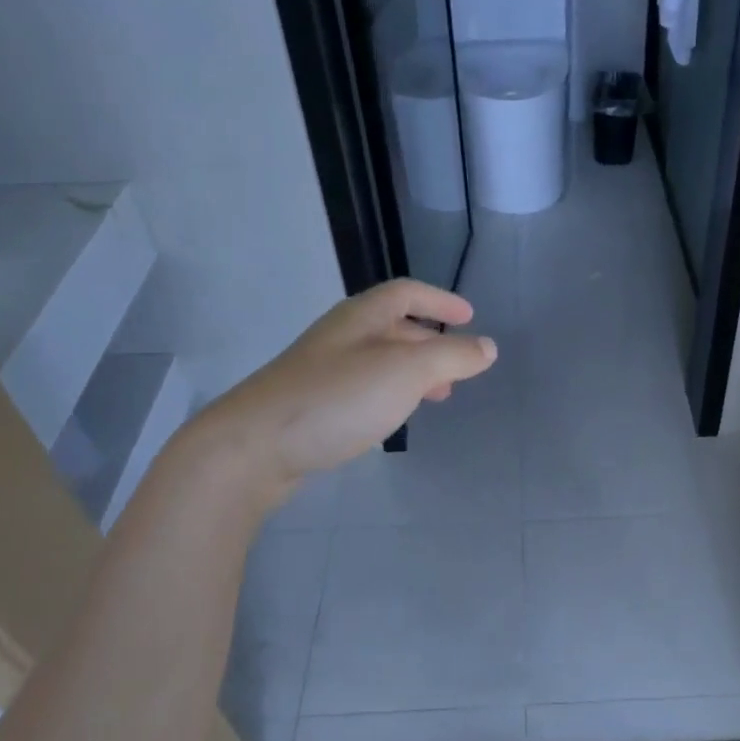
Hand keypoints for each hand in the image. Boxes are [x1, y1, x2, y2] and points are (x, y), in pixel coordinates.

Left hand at [177, 279, 495, 507]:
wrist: (252, 447)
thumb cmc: (337, 399)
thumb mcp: (405, 372)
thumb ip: (451, 357)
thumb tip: (487, 347)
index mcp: (361, 317)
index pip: (407, 293)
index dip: (440, 301)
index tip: (469, 318)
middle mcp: (339, 336)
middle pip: (392, 327)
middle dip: (430, 343)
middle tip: (457, 369)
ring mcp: (320, 370)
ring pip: (377, 360)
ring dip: (411, 372)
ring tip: (435, 398)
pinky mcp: (309, 404)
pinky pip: (361, 387)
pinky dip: (388, 394)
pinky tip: (391, 419)